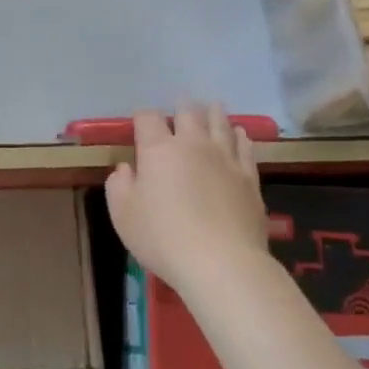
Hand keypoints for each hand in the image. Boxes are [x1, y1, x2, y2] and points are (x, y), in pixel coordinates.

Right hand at [104, 105, 267, 295]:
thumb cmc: (163, 238)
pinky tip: (240, 134)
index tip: (139, 123)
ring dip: (214, 114)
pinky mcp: (249, 177)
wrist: (221, 263)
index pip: (148, 119)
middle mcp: (193, 144)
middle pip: (188, 113)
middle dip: (181, 107)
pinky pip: (245, 147)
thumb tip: (125, 169)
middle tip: (180, 106)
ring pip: (220, 124)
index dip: (142, 117)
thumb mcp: (123, 215)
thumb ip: (119, 186)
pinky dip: (240, 136)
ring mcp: (225, 158)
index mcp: (159, 149)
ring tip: (212, 107)